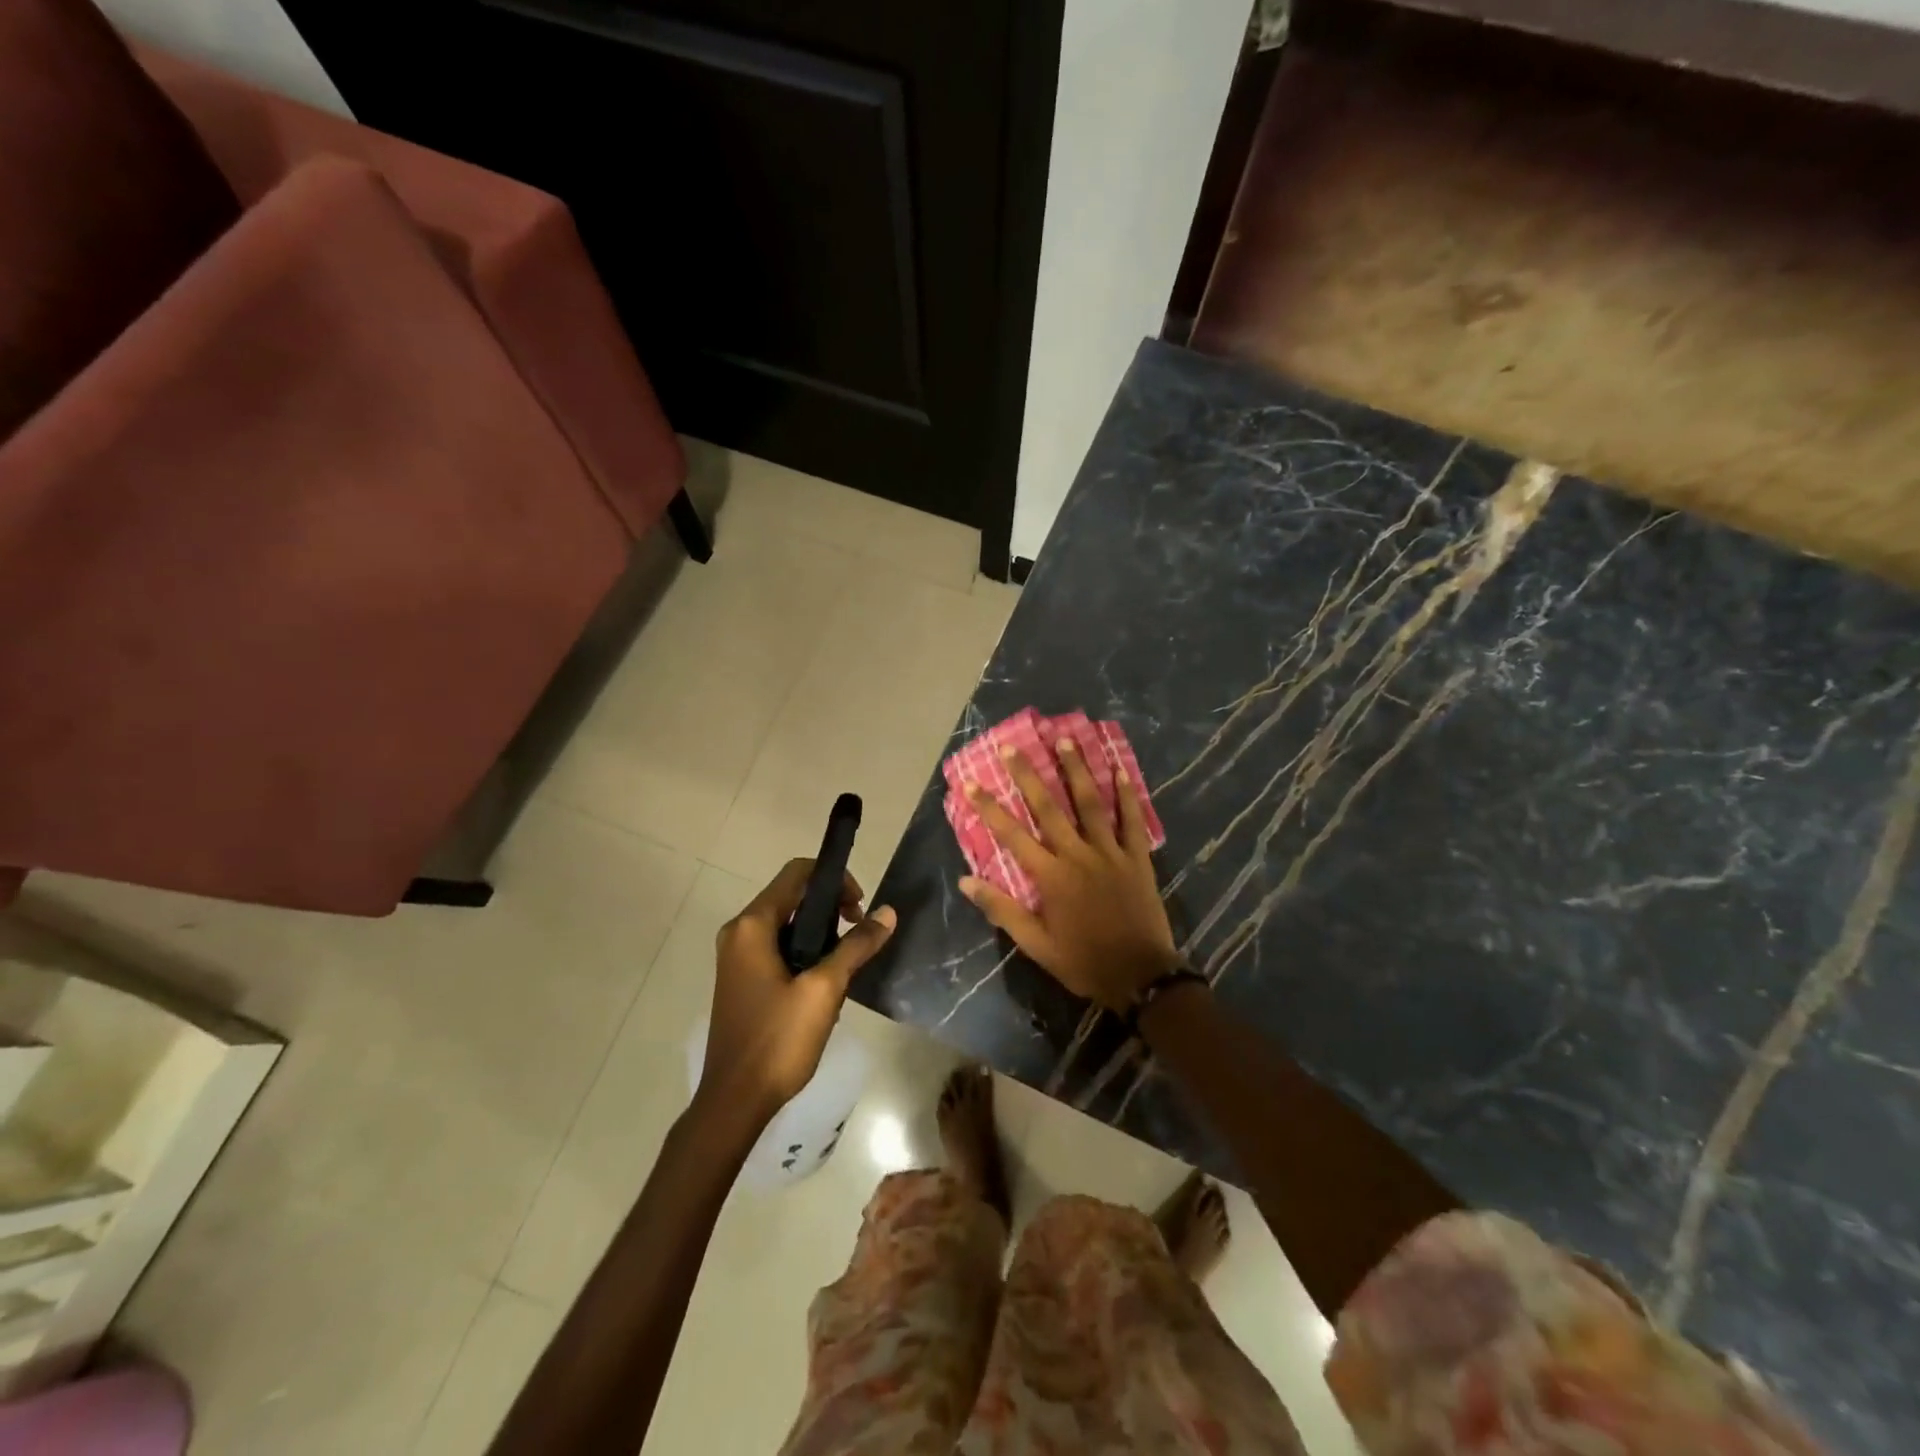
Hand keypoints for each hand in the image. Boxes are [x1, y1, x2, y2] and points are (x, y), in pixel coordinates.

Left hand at [701, 859, 896, 1125]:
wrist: (735, 1101)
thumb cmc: (778, 1040)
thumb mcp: (825, 989)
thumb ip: (856, 945)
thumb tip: (888, 912)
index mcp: (752, 925)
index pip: (797, 874)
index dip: (834, 879)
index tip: (859, 908)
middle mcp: (739, 932)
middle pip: (791, 895)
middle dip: (830, 907)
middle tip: (859, 935)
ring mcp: (737, 957)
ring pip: (787, 923)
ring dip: (820, 932)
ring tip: (846, 963)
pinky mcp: (742, 979)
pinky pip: (777, 947)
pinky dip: (804, 951)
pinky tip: (825, 983)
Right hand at [959, 739, 1179, 1011]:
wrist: (1141, 977)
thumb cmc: (1083, 962)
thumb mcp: (1036, 944)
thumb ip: (1002, 909)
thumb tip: (966, 880)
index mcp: (1051, 876)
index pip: (1012, 834)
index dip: (990, 807)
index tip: (971, 783)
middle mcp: (1078, 855)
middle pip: (1049, 807)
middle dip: (1028, 774)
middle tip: (1013, 746)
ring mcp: (1110, 853)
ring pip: (1090, 803)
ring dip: (1076, 770)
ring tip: (1065, 740)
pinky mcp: (1137, 858)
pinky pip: (1131, 821)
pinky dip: (1126, 795)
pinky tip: (1120, 770)